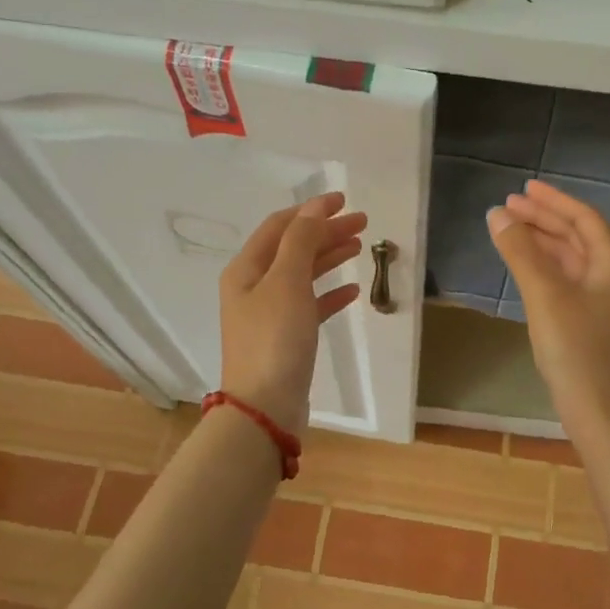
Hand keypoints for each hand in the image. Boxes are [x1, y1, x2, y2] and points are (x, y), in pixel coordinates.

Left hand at [219, 193, 366, 434]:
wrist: (265, 408)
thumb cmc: (274, 339)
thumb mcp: (287, 282)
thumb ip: (301, 241)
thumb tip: (314, 208)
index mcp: (246, 269)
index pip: (280, 226)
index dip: (311, 210)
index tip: (344, 200)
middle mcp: (253, 287)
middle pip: (293, 248)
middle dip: (326, 232)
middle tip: (363, 223)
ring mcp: (269, 314)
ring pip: (303, 274)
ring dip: (330, 257)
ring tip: (359, 247)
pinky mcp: (286, 338)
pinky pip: (310, 305)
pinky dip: (330, 293)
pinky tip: (352, 291)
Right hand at [487, 180, 609, 427]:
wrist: (597, 410)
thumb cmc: (575, 348)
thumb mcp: (544, 294)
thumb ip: (521, 251)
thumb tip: (497, 214)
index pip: (584, 218)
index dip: (553, 201)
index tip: (524, 188)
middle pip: (578, 235)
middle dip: (544, 218)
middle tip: (508, 205)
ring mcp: (604, 298)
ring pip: (571, 257)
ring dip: (542, 240)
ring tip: (509, 227)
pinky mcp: (591, 318)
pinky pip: (567, 277)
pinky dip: (545, 264)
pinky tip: (523, 262)